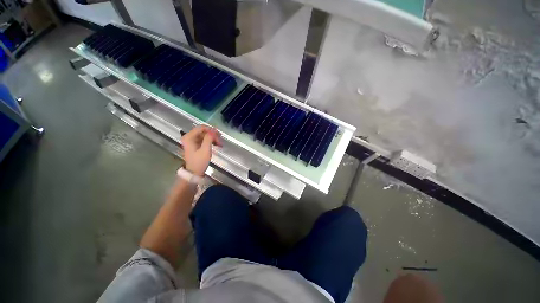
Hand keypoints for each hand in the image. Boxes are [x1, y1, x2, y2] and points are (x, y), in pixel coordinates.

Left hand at [181, 126, 221, 175]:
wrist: (194, 173)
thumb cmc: (199, 162)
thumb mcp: (205, 150)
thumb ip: (209, 138)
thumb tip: (214, 130)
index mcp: (189, 137)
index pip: (201, 127)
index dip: (211, 130)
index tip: (219, 135)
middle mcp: (189, 137)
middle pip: (203, 131)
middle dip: (213, 135)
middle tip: (220, 141)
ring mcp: (192, 141)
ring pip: (205, 135)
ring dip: (213, 139)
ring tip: (220, 144)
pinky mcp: (195, 145)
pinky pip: (204, 139)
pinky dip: (211, 141)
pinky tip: (216, 145)